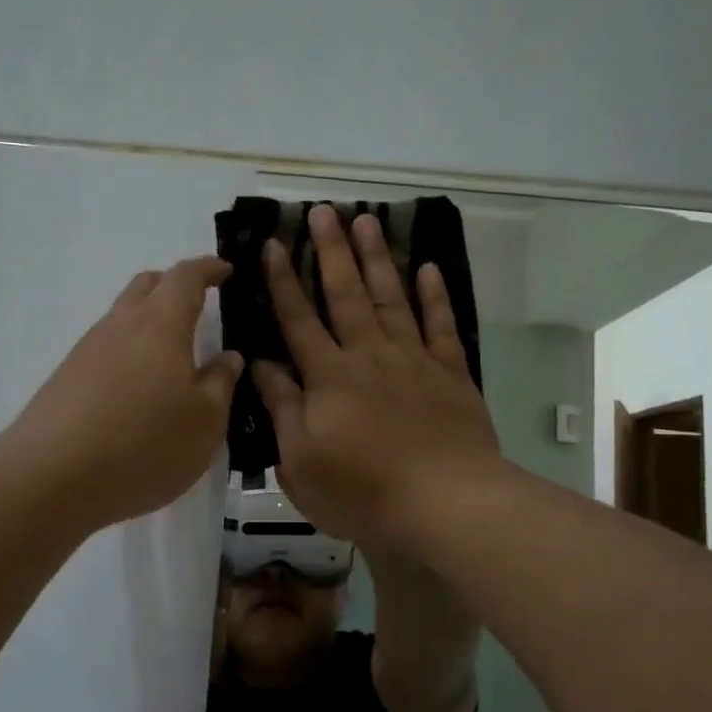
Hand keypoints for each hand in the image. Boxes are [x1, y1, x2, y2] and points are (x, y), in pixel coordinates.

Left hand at [10, 256, 243, 530]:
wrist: (51, 478)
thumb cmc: (145, 445)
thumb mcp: (205, 422)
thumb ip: (221, 383)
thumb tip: (228, 357)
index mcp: (161, 324)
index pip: (185, 277)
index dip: (208, 268)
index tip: (225, 271)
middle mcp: (120, 325)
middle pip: (147, 285)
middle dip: (175, 286)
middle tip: (199, 306)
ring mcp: (87, 350)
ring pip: (123, 317)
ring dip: (150, 323)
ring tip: (172, 358)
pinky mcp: (66, 378)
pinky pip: (106, 349)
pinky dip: (129, 353)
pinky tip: (138, 391)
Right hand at [251, 205, 503, 548]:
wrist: (446, 502)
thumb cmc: (363, 491)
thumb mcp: (301, 462)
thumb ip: (282, 408)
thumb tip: (260, 365)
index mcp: (329, 376)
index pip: (298, 319)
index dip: (282, 281)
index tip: (272, 243)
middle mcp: (369, 355)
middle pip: (345, 293)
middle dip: (331, 250)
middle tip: (323, 209)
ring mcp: (413, 359)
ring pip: (390, 298)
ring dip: (376, 257)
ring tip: (367, 220)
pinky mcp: (451, 372)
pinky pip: (441, 325)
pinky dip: (434, 295)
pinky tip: (428, 268)